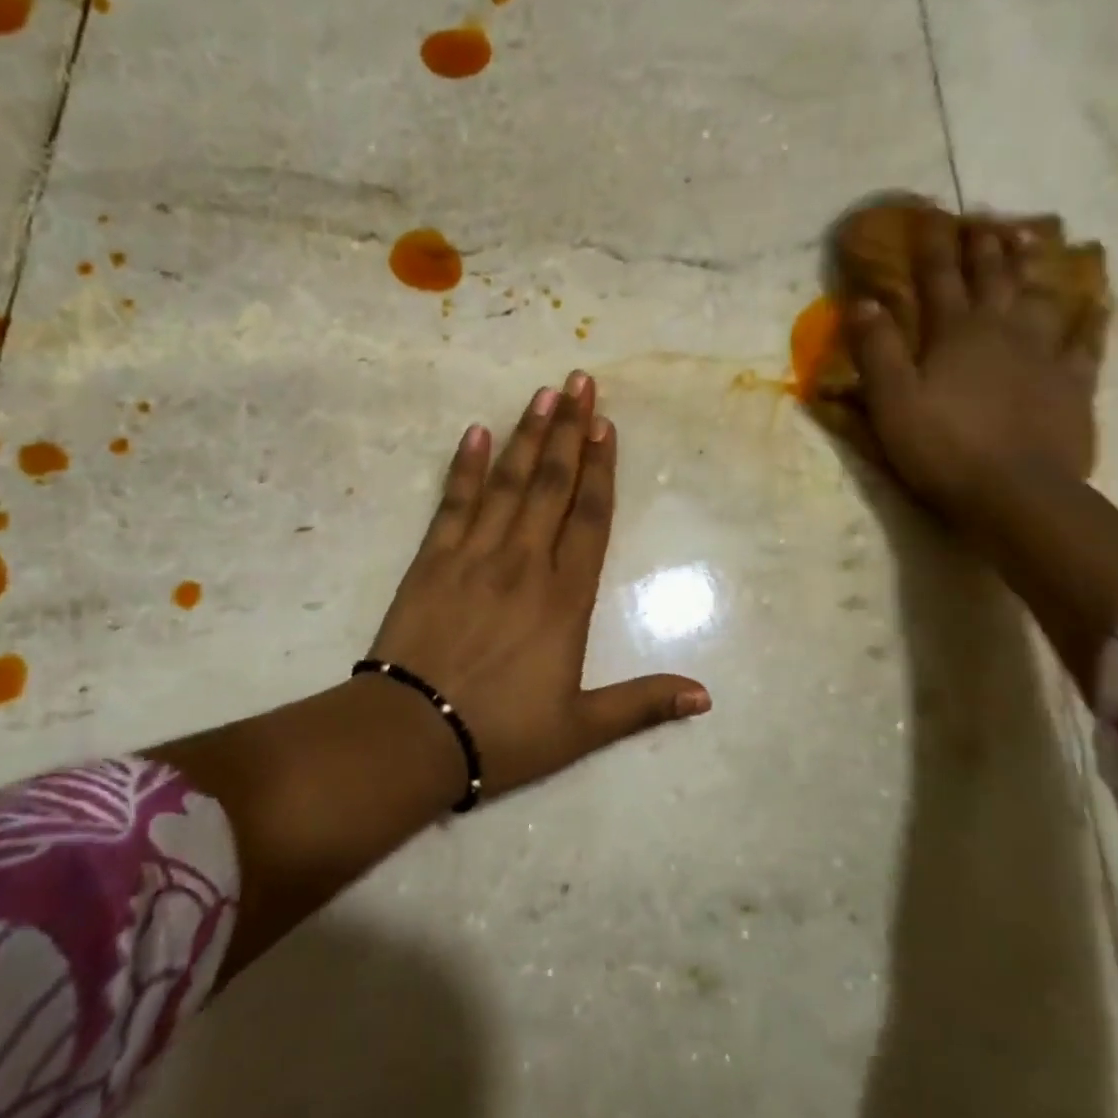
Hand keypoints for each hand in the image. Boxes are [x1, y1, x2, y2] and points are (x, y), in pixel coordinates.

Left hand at [368, 371, 711, 802]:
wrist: (412, 736)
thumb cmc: (501, 733)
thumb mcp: (580, 729)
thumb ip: (642, 703)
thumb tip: (705, 697)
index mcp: (564, 599)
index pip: (590, 518)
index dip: (601, 469)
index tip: (606, 426)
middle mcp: (524, 563)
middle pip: (552, 485)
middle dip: (569, 431)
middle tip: (580, 382)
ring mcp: (474, 555)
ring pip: (507, 482)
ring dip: (527, 436)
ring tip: (543, 394)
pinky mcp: (431, 559)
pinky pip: (453, 502)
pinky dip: (464, 466)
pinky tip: (475, 432)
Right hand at [843, 216, 1096, 519]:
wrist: (1016, 493)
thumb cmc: (942, 447)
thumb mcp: (892, 401)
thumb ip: (876, 350)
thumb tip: (861, 301)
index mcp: (954, 334)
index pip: (938, 279)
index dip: (932, 247)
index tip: (930, 218)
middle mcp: (1001, 331)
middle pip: (993, 278)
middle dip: (984, 247)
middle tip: (983, 219)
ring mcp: (1044, 354)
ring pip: (1039, 297)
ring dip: (1032, 267)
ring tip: (1031, 240)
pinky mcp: (1074, 383)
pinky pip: (1086, 341)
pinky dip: (1091, 319)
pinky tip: (1096, 303)